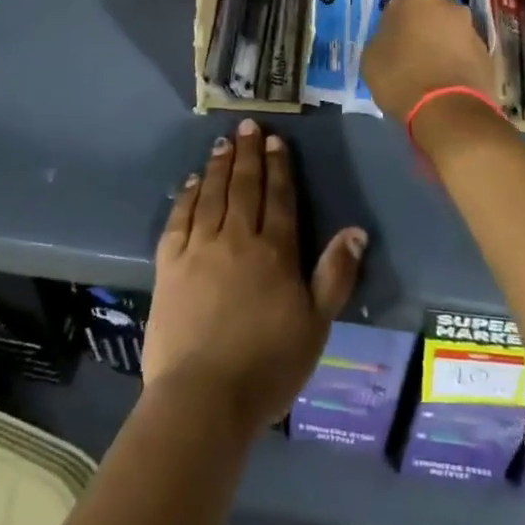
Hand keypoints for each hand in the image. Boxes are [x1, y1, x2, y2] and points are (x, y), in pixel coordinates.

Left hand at [144, 119, 366, 433]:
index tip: (274, 139)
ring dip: (218, 166)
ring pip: (212, 195)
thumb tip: (355, 230)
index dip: (278, 166)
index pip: (278, 197)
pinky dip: (186, 196)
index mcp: (275, 252)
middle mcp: (237, 239)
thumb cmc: (268, 366)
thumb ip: (335, 275)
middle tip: (247, 126)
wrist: (203, 398)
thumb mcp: (316, 325)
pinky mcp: (169, 264)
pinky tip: (190, 182)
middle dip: (248, 154)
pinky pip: (179, 218)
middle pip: (244, 187)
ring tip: (222, 142)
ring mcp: (199, 248)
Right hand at [361, 0, 497, 121]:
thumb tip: (393, 39)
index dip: (395, 18)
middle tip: (410, 53)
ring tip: (429, 73)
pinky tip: (446, 84)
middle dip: (422, 27)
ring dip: (441, 45)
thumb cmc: (400, 77)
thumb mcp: (371, 57)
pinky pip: (465, 53)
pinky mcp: (487, 54)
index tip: (390, 38)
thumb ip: (382, 38)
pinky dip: (456, 63)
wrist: (448, 110)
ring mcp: (472, 29)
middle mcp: (448, 5)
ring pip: (450, 32)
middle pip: (430, 12)